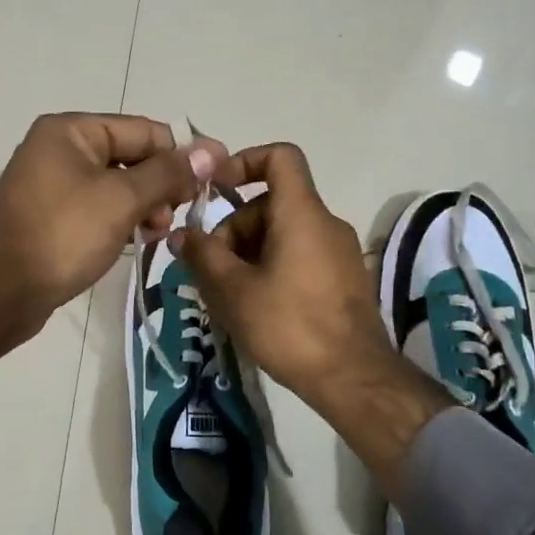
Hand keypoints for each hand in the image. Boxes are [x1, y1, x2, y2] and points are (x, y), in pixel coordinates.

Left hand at [0, 112, 221, 329]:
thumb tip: (211, 149)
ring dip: (144, 205)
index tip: (213, 179)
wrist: (0, 294)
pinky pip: (99, 206)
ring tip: (157, 233)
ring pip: (117, 184)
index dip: (181, 154)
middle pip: (130, 156)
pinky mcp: (52, 214)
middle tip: (179, 214)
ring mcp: (53, 183)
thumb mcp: (121, 200)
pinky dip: (121, 219)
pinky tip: (136, 240)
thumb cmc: (63, 236)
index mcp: (70, 131)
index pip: (143, 130)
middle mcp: (59, 148)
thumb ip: (168, 173)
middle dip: (160, 184)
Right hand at [175, 143, 450, 493]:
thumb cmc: (289, 325)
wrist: (353, 377)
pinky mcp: (344, 278)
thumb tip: (181, 234)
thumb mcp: (233, 290)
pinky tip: (257, 306)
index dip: (244, 161)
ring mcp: (339, 251)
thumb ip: (202, 255)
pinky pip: (301, 255)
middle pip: (272, 204)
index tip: (216, 189)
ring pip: (283, 233)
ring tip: (230, 295)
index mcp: (301, 213)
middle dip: (235, 229)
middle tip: (212, 271)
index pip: (280, 157)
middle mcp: (325, 222)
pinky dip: (273, 267)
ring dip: (250, 253)